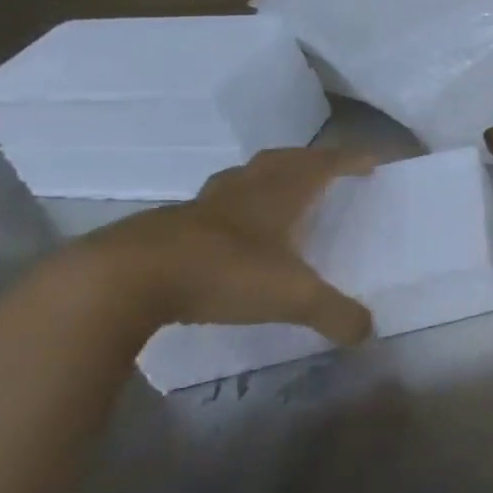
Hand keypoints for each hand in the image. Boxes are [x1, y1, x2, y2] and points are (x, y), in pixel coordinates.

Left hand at [78, 147, 376, 343]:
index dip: (347, 160)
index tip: (370, 159)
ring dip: (263, 179)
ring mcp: (198, 208)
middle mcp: (240, 193)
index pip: (320, 166)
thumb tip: (368, 332)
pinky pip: (208, 209)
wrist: (122, 280)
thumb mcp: (292, 298)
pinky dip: (228, 211)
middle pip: (278, 161)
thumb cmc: (221, 273)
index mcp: (276, 197)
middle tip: (325, 168)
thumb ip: (334, 314)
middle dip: (307, 160)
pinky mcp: (165, 228)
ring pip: (239, 180)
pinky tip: (228, 236)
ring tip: (276, 194)